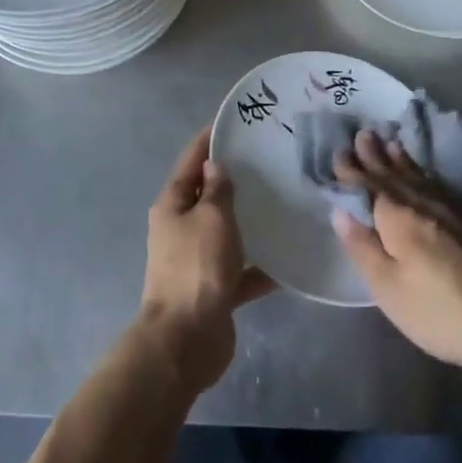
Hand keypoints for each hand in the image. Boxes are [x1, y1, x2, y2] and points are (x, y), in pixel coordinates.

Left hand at [140, 127, 274, 393]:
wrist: (186, 339)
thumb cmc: (197, 267)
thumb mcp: (211, 218)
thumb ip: (217, 190)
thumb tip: (214, 165)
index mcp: (172, 205)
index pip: (191, 161)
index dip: (209, 140)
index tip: (233, 123)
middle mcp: (181, 228)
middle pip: (208, 196)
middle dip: (234, 180)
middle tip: (269, 160)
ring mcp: (196, 260)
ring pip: (226, 232)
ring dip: (248, 221)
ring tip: (282, 202)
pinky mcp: (214, 289)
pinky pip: (240, 270)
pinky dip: (260, 266)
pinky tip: (289, 258)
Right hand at [331, 130, 461, 382]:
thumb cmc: (439, 311)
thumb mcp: (388, 288)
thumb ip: (363, 247)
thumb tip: (340, 211)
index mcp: (397, 217)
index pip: (367, 186)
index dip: (351, 171)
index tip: (338, 152)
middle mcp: (422, 204)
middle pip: (393, 174)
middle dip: (375, 155)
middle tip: (363, 134)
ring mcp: (450, 210)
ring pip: (418, 176)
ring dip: (400, 159)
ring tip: (390, 143)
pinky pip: (437, 184)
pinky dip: (424, 173)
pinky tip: (425, 175)